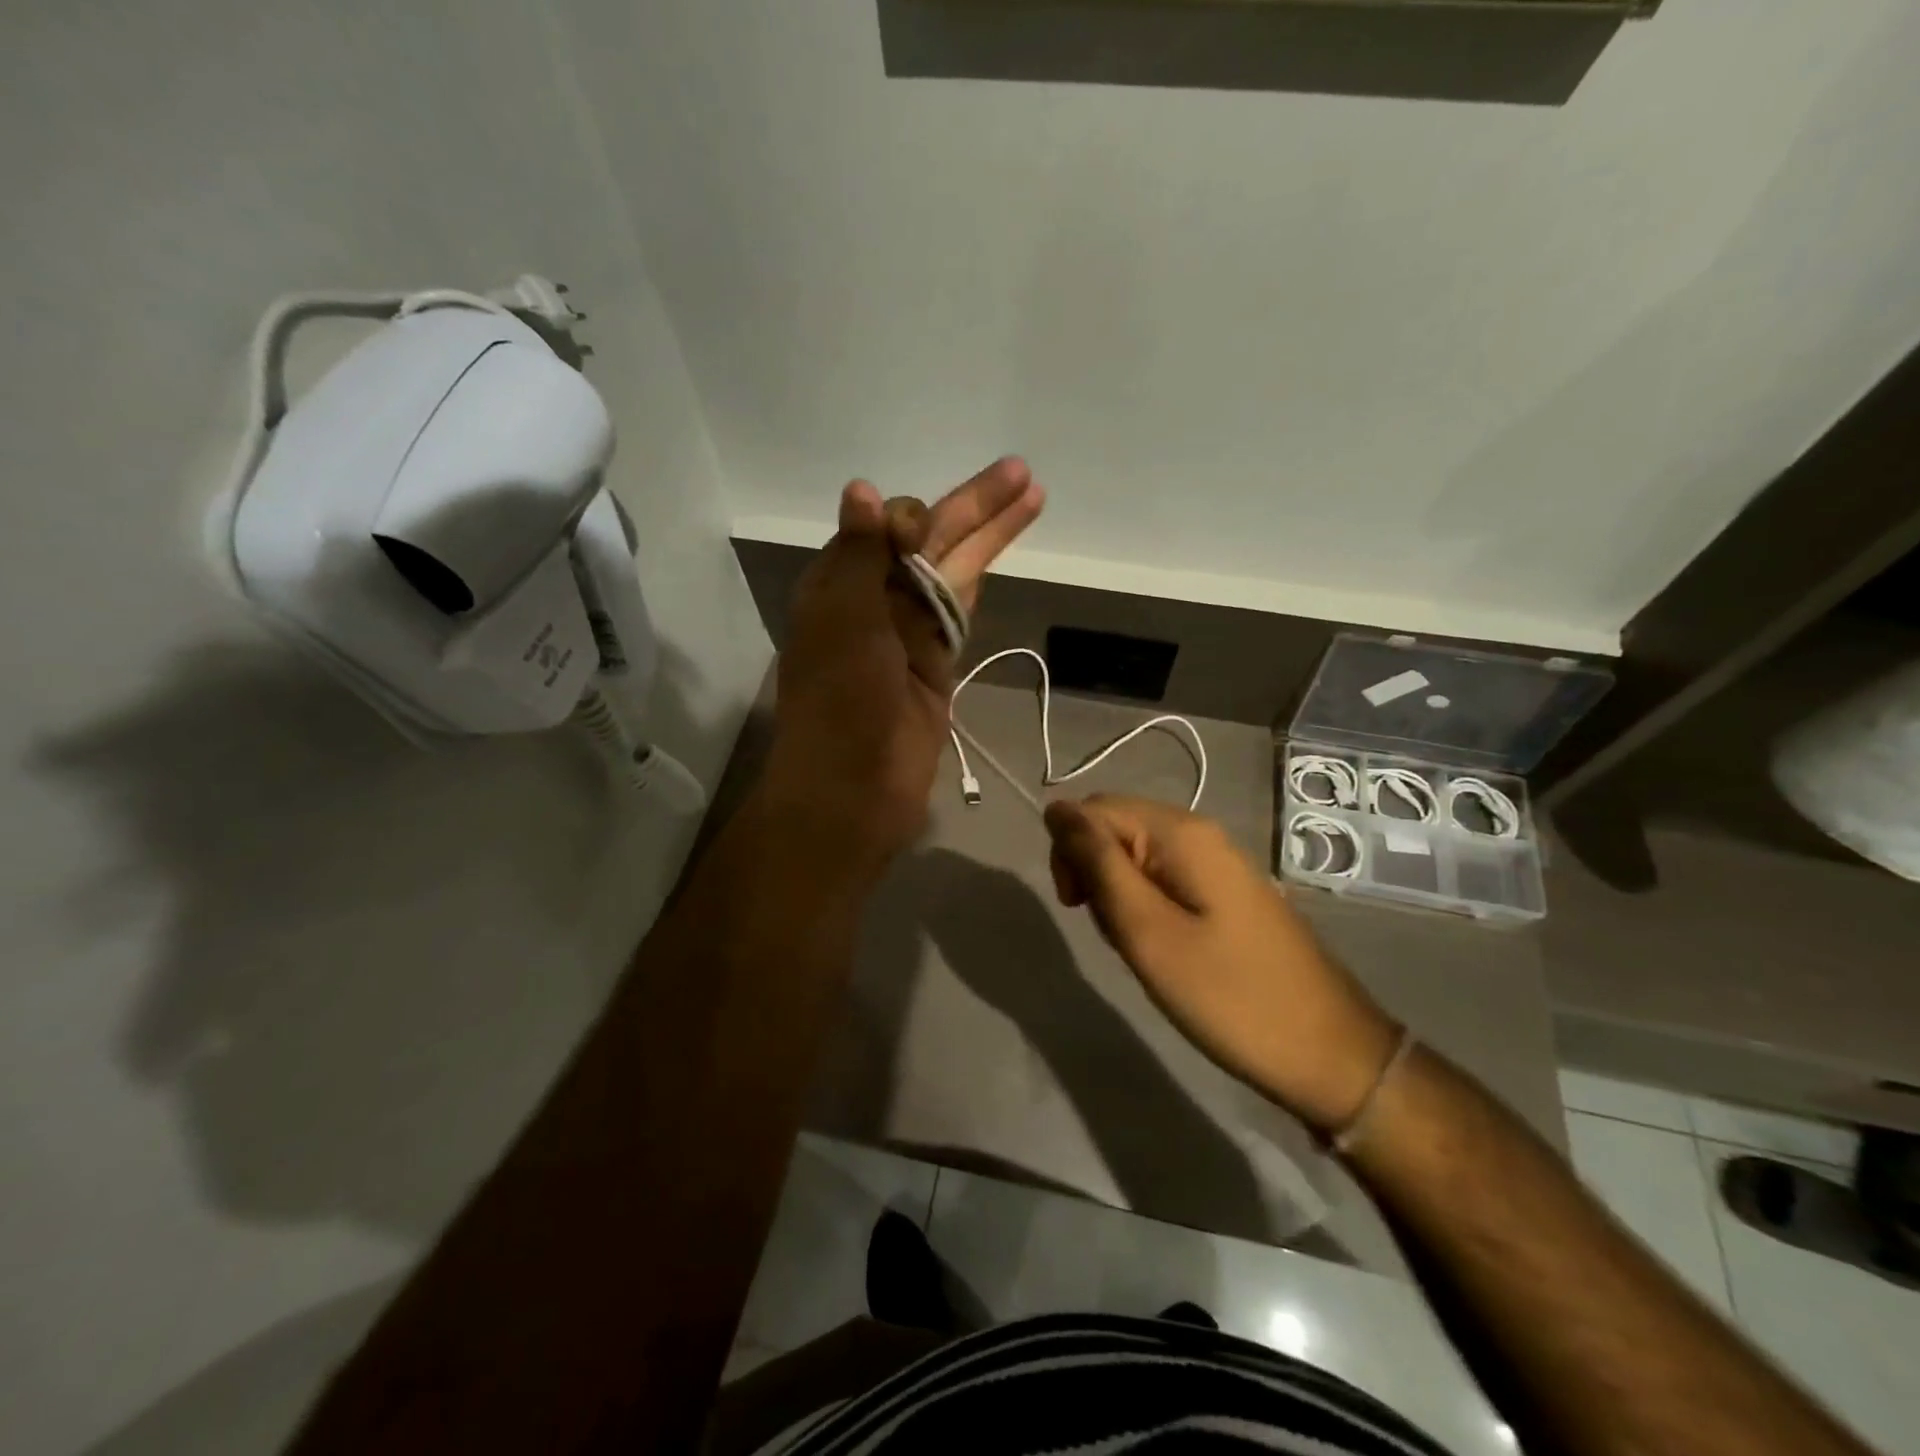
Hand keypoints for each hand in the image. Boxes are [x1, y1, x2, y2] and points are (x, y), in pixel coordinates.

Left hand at [767, 458, 1043, 862]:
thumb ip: (861, 555)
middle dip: (973, 507)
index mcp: (837, 585)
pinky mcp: (935, 664)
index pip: (882, 529)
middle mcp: (872, 602)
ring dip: (988, 537)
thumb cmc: (840, 702)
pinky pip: (958, 611)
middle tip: (1021, 472)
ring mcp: (907, 634)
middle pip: (929, 543)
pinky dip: (979, 581)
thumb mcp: (844, 620)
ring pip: (952, 573)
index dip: (911, 519)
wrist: (854, 790)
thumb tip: (863, 490)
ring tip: (1031, 496)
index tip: (920, 533)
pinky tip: (998, 551)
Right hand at [1043, 794, 1399, 1133]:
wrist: (1329, 1053)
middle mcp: (1199, 833)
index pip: (1093, 809)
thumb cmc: (1228, 996)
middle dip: (1094, 873)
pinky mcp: (1225, 891)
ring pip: (1135, 856)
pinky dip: (1146, 907)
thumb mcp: (1147, 931)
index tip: (1078, 908)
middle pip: (1114, 827)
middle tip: (1114, 934)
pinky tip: (1162, 947)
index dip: (1070, 852)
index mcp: (1180, 833)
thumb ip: (1097, 864)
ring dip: (1118, 896)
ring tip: (1140, 947)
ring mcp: (1216, 862)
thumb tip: (1055, 809)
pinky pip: (1164, 878)